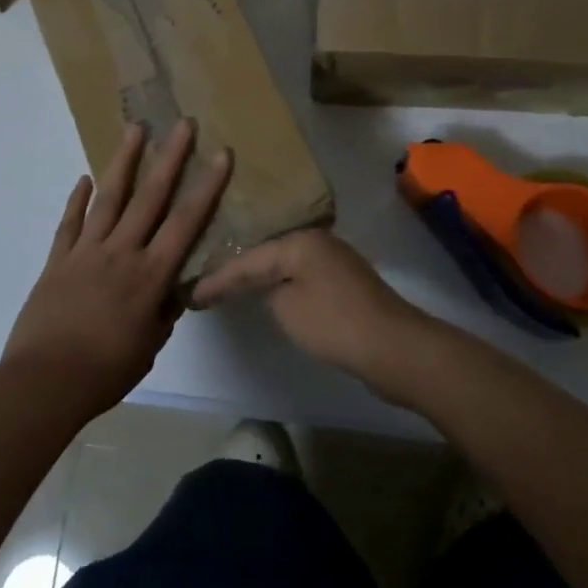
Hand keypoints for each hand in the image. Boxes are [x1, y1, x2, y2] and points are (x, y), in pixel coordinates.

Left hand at [2, 120, 231, 419]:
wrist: (44, 382)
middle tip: (183, 123)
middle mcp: (121, 252)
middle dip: (170, 157)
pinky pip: (70, 223)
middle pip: (150, 196)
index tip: (221, 154)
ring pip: (109, 197)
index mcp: (150, 275)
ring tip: (135, 129)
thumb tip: (174, 287)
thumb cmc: (104, 371)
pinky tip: (84, 179)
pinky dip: (77, 199)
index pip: (186, 222)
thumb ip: (164, 311)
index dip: (207, 187)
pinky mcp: (58, 259)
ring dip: (123, 161)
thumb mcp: (149, 346)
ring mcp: (86, 251)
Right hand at [192, 229, 430, 394]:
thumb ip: (268, 293)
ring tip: (232, 286)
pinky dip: (283, 286)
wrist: (394, 346)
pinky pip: (302, 277)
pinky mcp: (345, 281)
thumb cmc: (334, 324)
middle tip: (208, 284)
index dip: (219, 278)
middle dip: (239, 271)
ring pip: (286, 265)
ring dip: (262, 277)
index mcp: (299, 241)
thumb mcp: (287, 309)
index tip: (193, 294)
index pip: (247, 259)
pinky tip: (271, 294)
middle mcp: (316, 240)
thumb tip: (273, 288)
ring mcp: (334, 259)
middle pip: (267, 254)